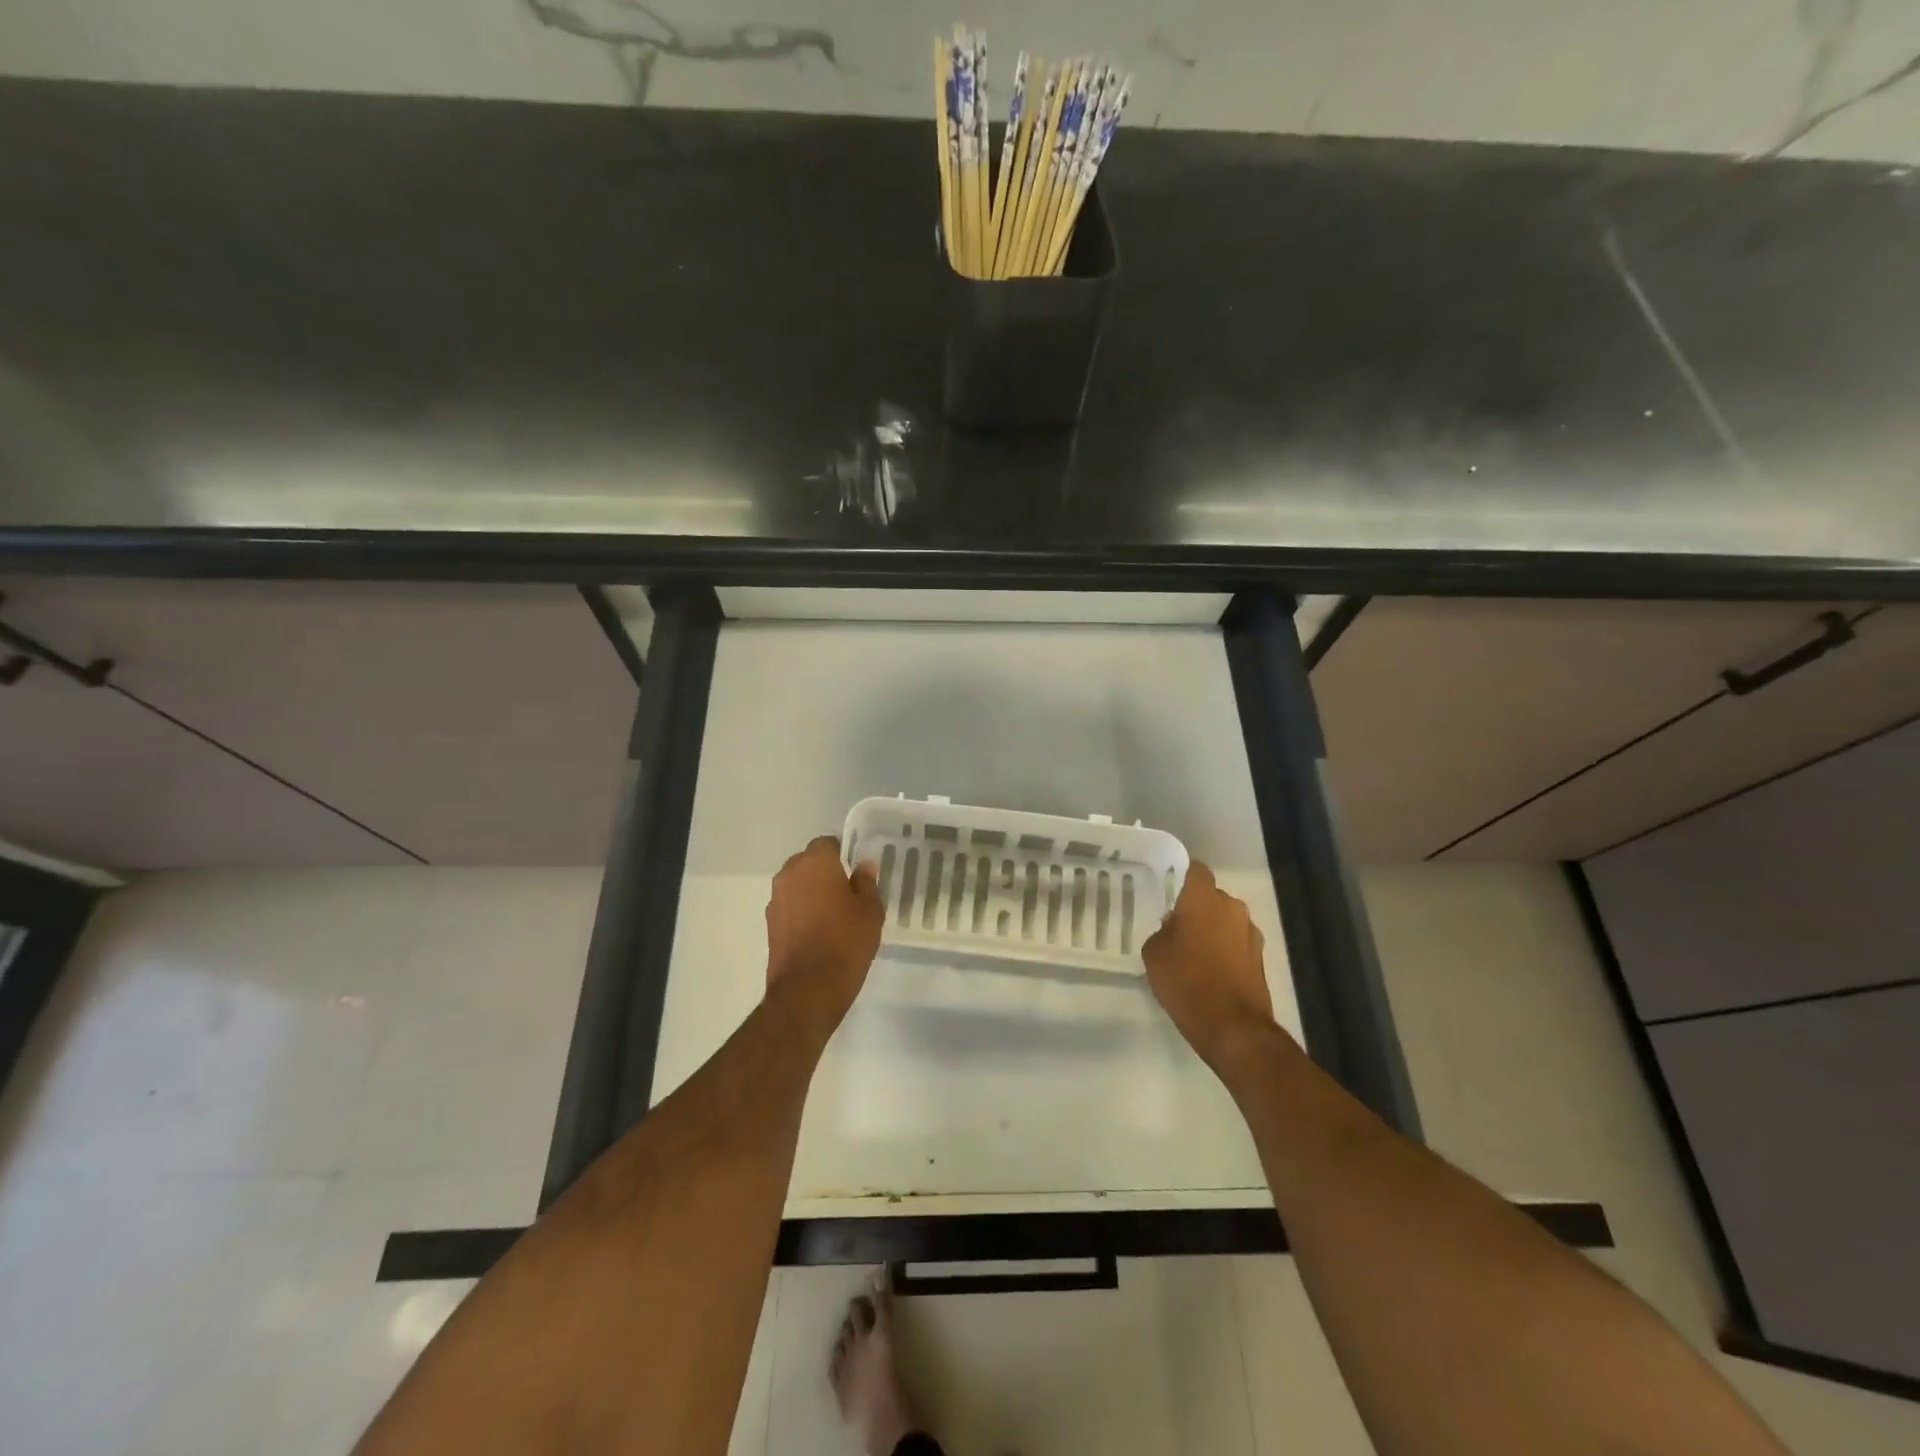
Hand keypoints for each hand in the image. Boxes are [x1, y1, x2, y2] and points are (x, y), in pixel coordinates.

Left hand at [765, 836, 884, 1030]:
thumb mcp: (870, 911)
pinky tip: (817, 931)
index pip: (827, 843)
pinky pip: (789, 906)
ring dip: (811, 891)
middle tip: (847, 891)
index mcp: (815, 863)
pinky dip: (801, 911)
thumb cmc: (846, 942)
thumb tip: (862, 865)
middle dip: (824, 871)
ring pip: (796, 884)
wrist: (808, 989)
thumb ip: (866, 883)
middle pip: (808, 862)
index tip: (855, 870)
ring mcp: (775, 899)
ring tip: (833, 913)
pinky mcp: (770, 923)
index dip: (842, 854)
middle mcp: (789, 874)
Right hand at [1142, 862, 1286, 1076]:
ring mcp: (1251, 933)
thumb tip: (1174, 926)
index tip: (1168, 887)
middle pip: (1212, 897)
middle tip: (1176, 926)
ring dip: (1213, 929)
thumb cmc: (1186, 983)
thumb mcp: (1154, 954)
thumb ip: (1163, 931)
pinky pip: (1237, 942)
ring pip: (1226, 920)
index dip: (1182, 875)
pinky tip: (1210, 971)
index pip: (1195, 870)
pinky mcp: (1261, 958)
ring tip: (1193, 952)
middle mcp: (1232, 908)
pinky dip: (1225, 950)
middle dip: (1196, 907)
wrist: (1234, 1028)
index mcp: (1204, 899)